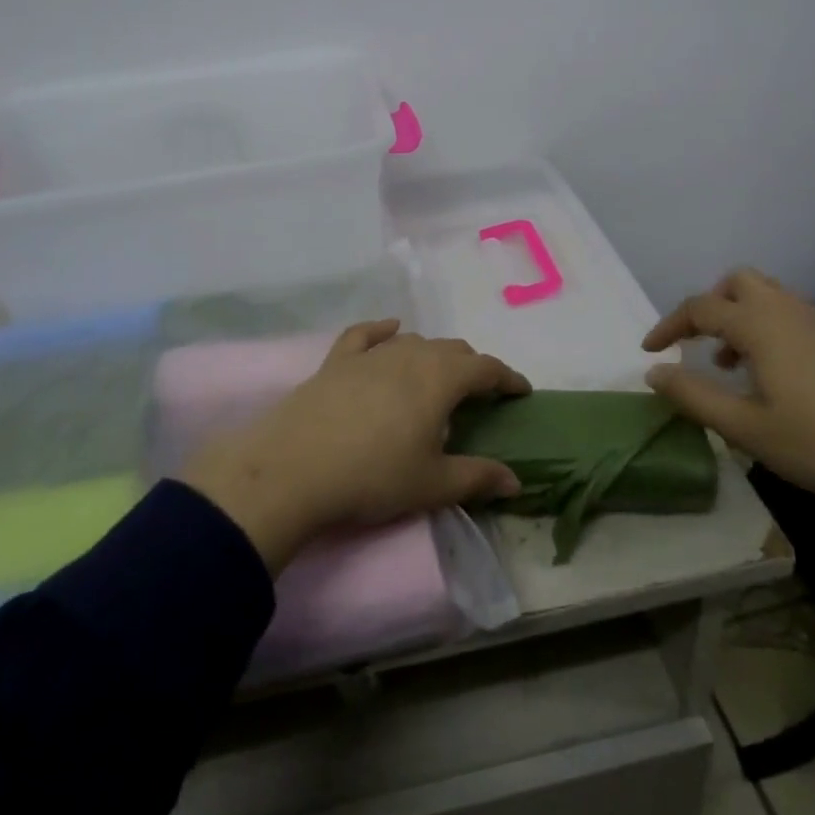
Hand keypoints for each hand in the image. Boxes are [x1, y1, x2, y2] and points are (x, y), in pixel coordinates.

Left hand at [181, 321, 528, 572]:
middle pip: (451, 350)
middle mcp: (409, 355)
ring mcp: (370, 354)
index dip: (507, 378)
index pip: (485, 368)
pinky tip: (390, 331)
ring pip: (413, 342)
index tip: (520, 391)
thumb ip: (478, 478)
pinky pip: (366, 335)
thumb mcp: (432, 484)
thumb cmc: (373, 477)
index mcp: (440, 379)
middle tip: (479, 393)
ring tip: (437, 377)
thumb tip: (516, 480)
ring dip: (433, 355)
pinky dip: (383, 330)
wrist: (294, 469)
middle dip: (472, 367)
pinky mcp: (337, 361)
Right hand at [644, 269, 814, 592]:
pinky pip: (794, 317)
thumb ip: (693, 395)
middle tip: (698, 343)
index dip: (669, 326)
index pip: (700, 307)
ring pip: (770, 297)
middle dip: (711, 304)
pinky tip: (776, 380)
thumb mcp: (746, 428)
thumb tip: (654, 373)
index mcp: (761, 325)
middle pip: (739, 282)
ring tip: (731, 366)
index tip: (650, 351)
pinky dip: (770, 331)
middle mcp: (790, 311)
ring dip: (741, 318)